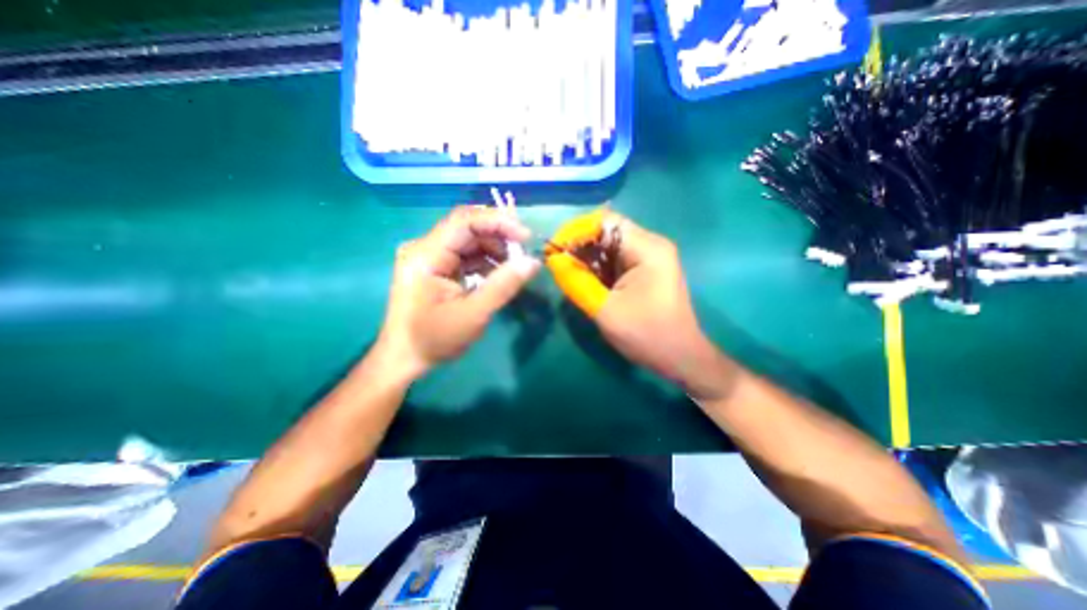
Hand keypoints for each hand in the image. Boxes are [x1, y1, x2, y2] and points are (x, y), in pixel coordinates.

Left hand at [378, 207, 540, 378]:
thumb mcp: (473, 314)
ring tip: (513, 268)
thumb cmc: (434, 339)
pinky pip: (466, 256)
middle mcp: (425, 248)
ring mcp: (430, 257)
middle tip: (523, 254)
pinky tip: (498, 276)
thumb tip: (533, 262)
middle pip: (467, 229)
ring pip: (469, 241)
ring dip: (494, 250)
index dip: (498, 222)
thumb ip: (503, 286)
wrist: (404, 359)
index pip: (464, 221)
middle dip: (499, 237)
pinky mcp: (436, 268)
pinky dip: (485, 262)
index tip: (526, 236)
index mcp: (426, 255)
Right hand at [548, 209, 733, 400]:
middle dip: (581, 245)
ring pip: (611, 245)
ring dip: (590, 257)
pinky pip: (618, 258)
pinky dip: (600, 266)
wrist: (680, 357)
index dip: (576, 231)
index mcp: (647, 249)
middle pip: (608, 232)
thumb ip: (576, 282)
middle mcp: (652, 245)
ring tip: (571, 273)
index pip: (605, 222)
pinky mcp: (649, 269)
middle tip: (560, 264)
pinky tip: (589, 280)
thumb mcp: (604, 310)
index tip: (555, 249)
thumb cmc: (646, 335)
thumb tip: (553, 259)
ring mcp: (652, 257)